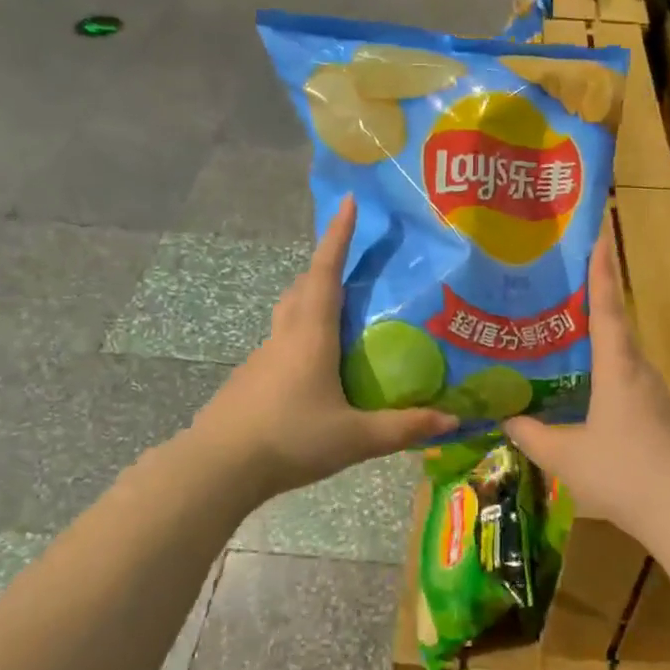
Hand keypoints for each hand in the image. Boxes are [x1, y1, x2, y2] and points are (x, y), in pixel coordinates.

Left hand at [190, 195, 455, 499]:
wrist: (218, 467)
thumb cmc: (290, 439)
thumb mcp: (355, 437)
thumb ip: (403, 428)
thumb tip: (451, 418)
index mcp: (311, 334)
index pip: (325, 272)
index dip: (338, 236)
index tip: (349, 202)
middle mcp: (285, 335)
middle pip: (303, 286)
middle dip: (326, 265)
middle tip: (352, 264)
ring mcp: (262, 357)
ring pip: (289, 314)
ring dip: (311, 301)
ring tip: (341, 315)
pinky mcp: (250, 380)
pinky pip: (281, 343)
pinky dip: (302, 336)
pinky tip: (317, 368)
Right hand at [502, 238, 669, 537]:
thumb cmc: (625, 475)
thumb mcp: (566, 457)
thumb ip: (533, 436)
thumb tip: (506, 419)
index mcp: (619, 368)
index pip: (608, 306)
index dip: (602, 269)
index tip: (601, 233)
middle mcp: (643, 373)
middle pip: (617, 330)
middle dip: (594, 307)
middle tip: (561, 295)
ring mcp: (662, 398)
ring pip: (625, 363)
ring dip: (602, 350)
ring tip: (568, 351)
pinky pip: (634, 390)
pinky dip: (612, 383)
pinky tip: (594, 405)